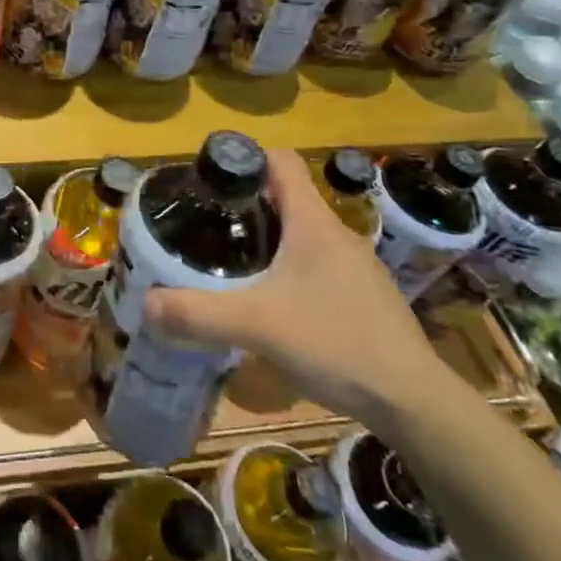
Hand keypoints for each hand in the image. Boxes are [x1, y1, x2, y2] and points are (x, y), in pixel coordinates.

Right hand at [143, 149, 454, 433]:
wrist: (414, 402)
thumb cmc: (337, 344)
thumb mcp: (257, 326)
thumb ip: (198, 313)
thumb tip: (146, 303)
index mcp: (313, 223)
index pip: (280, 161)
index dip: (244, 158)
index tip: (209, 178)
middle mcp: (336, 234)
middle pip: (285, 197)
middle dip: (244, 204)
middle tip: (204, 224)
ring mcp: (354, 265)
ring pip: (300, 233)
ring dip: (266, 238)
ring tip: (229, 261)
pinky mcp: (361, 295)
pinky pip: (315, 263)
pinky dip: (287, 268)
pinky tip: (270, 301)